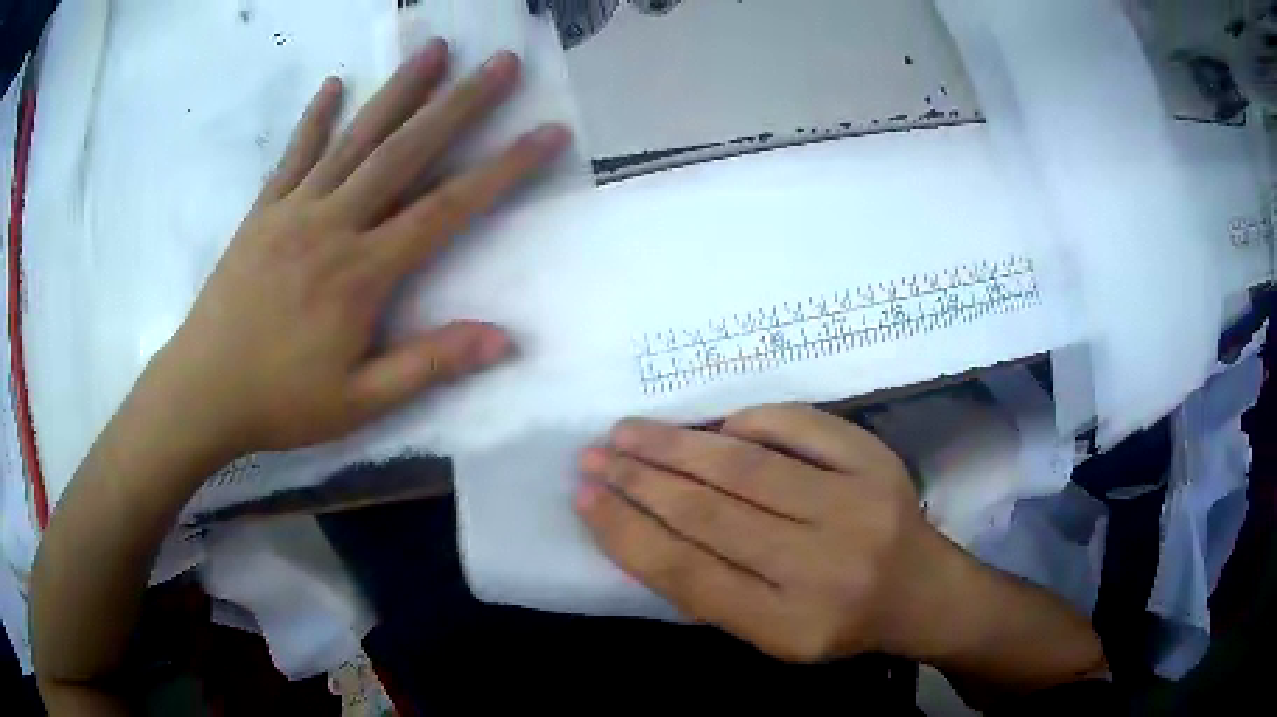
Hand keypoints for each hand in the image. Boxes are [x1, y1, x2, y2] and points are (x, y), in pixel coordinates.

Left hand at [155, 41, 570, 453]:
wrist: (201, 393)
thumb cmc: (280, 402)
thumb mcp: (360, 402)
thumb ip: (429, 365)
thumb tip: (505, 340)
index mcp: (362, 272)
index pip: (447, 208)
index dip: (503, 168)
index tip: (546, 133)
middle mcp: (333, 224)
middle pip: (405, 152)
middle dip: (459, 102)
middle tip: (499, 62)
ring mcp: (294, 211)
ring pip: (355, 139)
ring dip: (398, 90)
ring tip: (433, 48)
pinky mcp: (262, 213)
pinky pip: (293, 156)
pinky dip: (314, 118)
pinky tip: (333, 85)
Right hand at [577, 404, 961, 662]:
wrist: (923, 592)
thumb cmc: (839, 621)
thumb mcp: (770, 634)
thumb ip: (710, 589)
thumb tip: (641, 522)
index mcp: (789, 625)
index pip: (687, 574)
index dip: (626, 532)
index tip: (584, 497)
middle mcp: (823, 568)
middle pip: (710, 514)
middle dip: (638, 480)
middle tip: (594, 455)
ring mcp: (856, 507)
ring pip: (745, 466)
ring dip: (676, 444)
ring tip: (629, 432)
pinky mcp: (877, 462)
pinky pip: (799, 426)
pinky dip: (748, 419)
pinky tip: (715, 425)